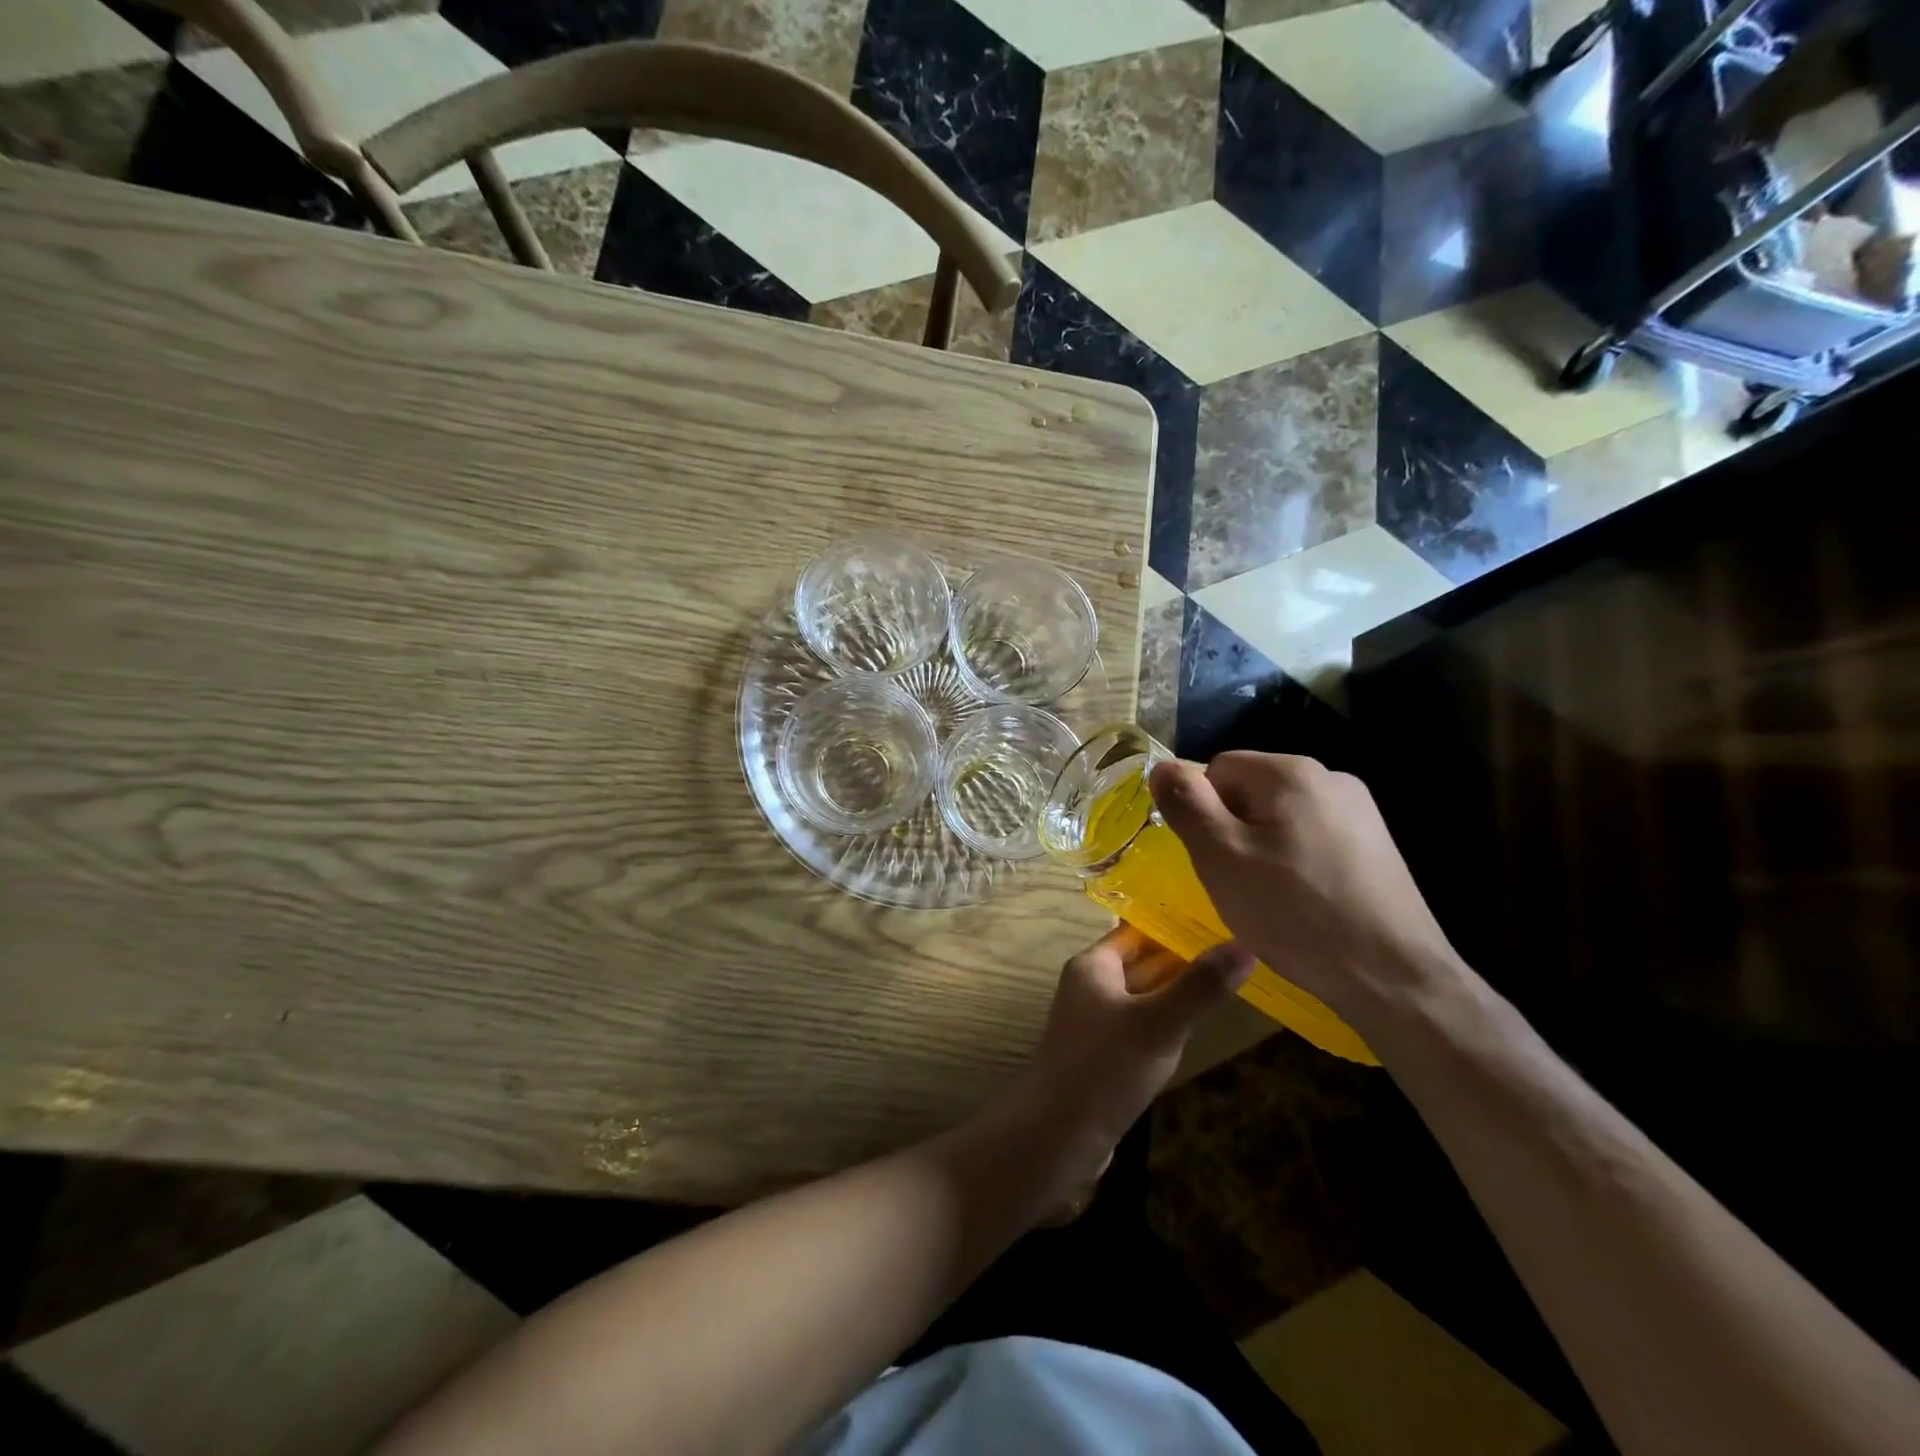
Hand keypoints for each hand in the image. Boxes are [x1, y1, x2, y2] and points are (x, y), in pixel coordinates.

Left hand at [1021, 925, 1250, 1166]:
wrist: (1058, 1135)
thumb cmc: (1105, 1067)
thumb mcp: (1159, 1023)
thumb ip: (1200, 986)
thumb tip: (1245, 945)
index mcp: (1093, 966)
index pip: (1137, 930)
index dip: (1176, 925)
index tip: (1220, 921)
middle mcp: (1090, 986)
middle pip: (1142, 961)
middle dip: (1183, 959)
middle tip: (1236, 950)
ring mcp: (1095, 1022)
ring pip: (1143, 996)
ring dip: (1176, 992)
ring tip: (1227, 983)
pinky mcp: (1104, 1054)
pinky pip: (1140, 1026)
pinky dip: (1165, 1023)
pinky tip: (1193, 1029)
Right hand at [1148, 752, 1462, 1026]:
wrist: (1393, 976)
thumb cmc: (1294, 912)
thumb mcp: (1221, 857)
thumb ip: (1187, 804)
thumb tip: (1162, 766)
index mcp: (1291, 772)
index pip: (1218, 768)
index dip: (1202, 811)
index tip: (1211, 857)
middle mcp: (1330, 778)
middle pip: (1251, 790)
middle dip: (1232, 830)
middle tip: (1235, 881)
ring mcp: (1360, 811)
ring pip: (1280, 817)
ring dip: (1262, 848)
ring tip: (1269, 897)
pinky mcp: (1375, 846)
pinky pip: (1312, 838)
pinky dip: (1295, 862)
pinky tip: (1303, 903)